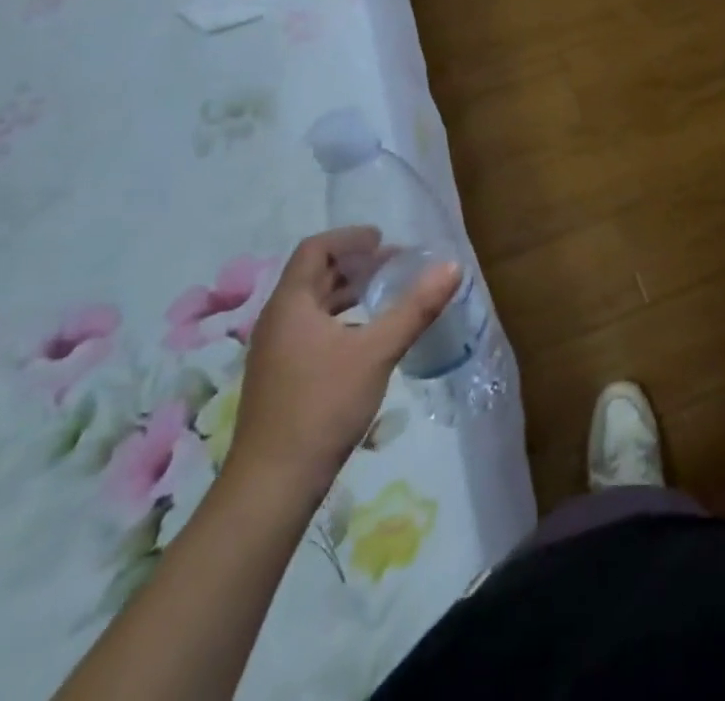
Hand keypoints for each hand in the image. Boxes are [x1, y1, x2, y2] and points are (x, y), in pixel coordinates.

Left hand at [228, 227, 460, 495]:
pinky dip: (342, 320)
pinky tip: (368, 339)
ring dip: (349, 293)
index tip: (383, 239)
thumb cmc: (322, 406)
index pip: (315, 249)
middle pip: (315, 275)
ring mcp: (276, 353)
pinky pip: (313, 330)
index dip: (349, 237)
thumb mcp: (377, 351)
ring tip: (387, 295)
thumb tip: (452, 266)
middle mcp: (278, 321)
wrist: (272, 487)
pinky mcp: (282, 379)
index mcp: (291, 305)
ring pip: (314, 305)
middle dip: (356, 264)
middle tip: (395, 265)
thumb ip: (415, 307)